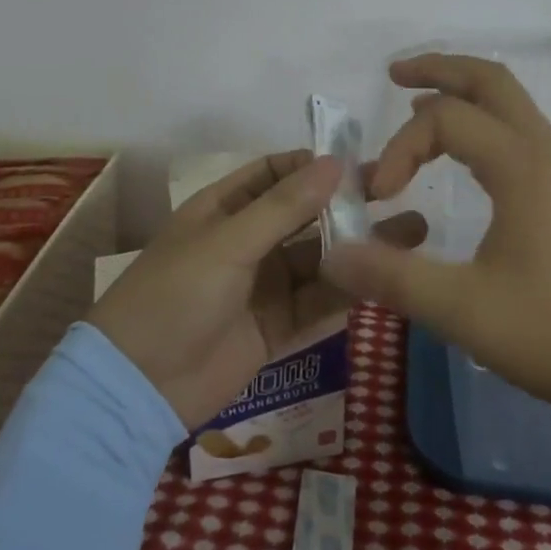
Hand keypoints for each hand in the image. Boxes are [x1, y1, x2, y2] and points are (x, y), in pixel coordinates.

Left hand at [89, 150, 426, 429]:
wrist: (138, 386)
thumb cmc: (175, 294)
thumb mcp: (228, 242)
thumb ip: (284, 206)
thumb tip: (334, 163)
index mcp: (224, 208)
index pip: (275, 173)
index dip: (314, 166)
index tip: (361, 164)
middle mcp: (247, 241)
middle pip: (305, 216)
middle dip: (347, 206)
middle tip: (398, 196)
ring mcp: (262, 286)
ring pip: (319, 260)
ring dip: (358, 249)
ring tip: (411, 235)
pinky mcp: (275, 328)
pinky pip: (317, 303)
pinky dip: (347, 292)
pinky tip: (385, 279)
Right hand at [323, 54, 550, 426]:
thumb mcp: (468, 312)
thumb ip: (395, 280)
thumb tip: (333, 254)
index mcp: (522, 167)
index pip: (444, 120)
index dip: (400, 147)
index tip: (379, 196)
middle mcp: (547, 155)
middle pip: (491, 81)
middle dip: (439, 68)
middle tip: (395, 76)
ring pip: (512, 106)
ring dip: (464, 96)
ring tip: (421, 108)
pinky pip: (523, 135)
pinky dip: (485, 125)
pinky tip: (468, 162)